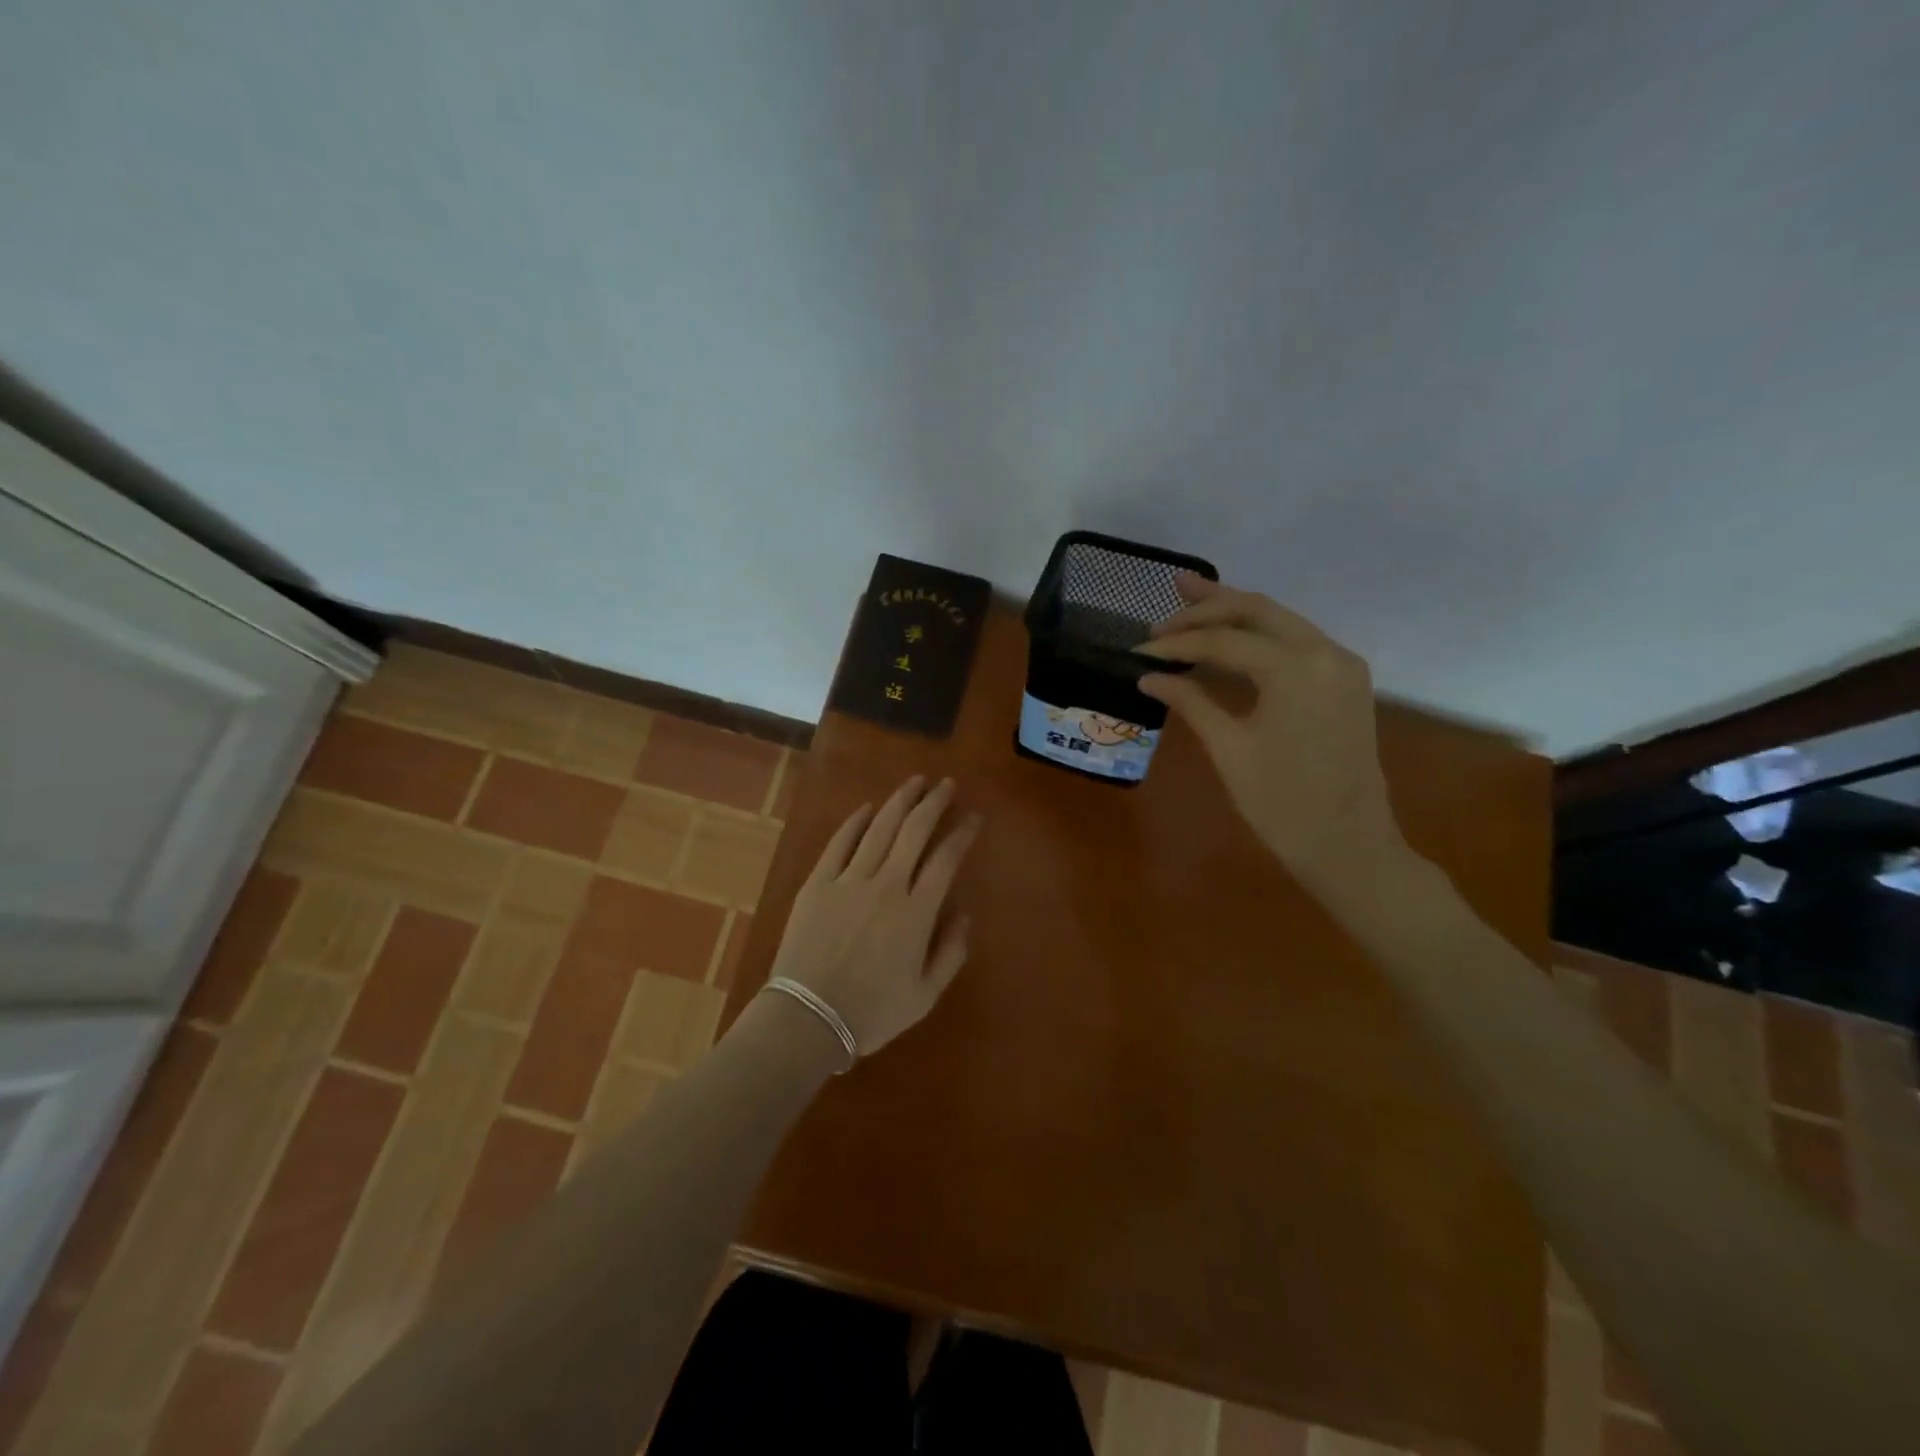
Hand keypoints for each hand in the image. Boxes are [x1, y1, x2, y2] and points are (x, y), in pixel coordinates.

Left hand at [766, 776, 981, 1057]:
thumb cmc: (871, 1013)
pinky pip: (839, 843)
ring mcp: (849, 881)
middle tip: (946, 784)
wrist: (808, 1019)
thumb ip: (950, 952)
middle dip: (933, 803)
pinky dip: (855, 822)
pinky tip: (866, 808)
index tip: (972, 818)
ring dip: (899, 802)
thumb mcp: (925, 995)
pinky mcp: (817, 883)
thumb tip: (964, 914)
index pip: (945, 860)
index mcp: (916, 913)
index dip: (961, 834)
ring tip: (914, 782)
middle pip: (914, 831)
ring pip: (879, 829)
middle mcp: (886, 886)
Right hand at [1137, 576, 1404, 886]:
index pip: (1223, 641)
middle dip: (1207, 606)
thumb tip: (1149, 677)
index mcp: (1296, 669)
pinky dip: (1257, 634)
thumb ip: (1190, 702)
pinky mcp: (1342, 680)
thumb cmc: (1282, 804)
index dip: (1177, 644)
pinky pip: (1294, 641)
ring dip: (1233, 612)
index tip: (1139, 650)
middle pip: (1256, 610)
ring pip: (1278, 620)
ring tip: (1189, 598)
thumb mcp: (1230, 749)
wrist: (1349, 846)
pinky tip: (1227, 635)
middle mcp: (1324, 652)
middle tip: (1164, 607)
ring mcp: (1340, 664)